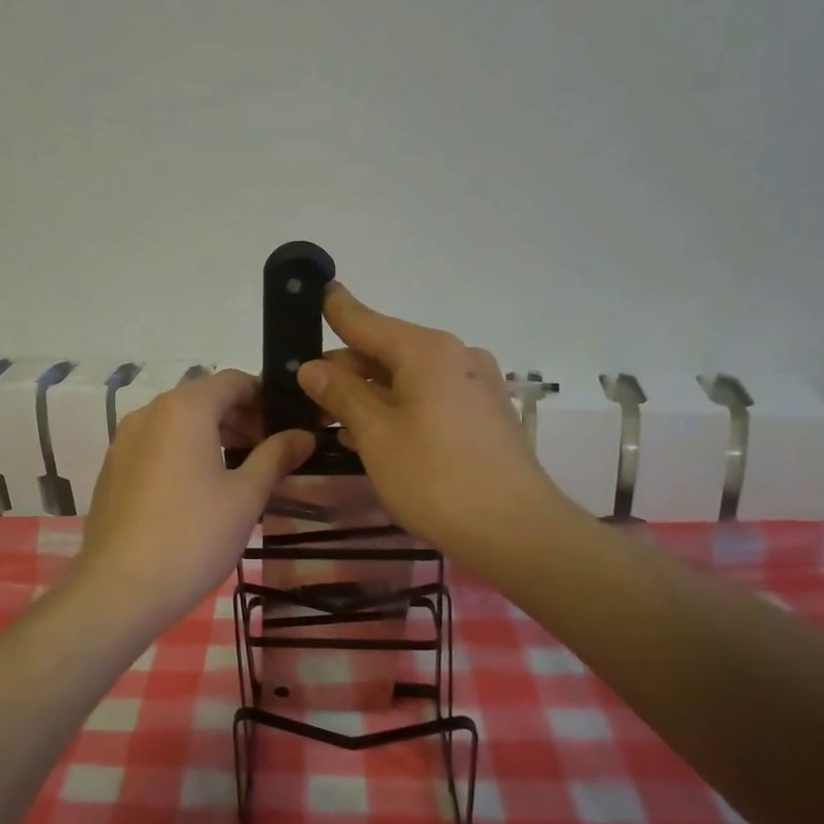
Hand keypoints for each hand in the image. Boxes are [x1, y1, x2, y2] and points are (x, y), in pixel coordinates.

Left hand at [75, 370, 314, 622]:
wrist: (118, 589)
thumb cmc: (192, 537)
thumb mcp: (245, 496)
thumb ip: (275, 457)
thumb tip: (303, 435)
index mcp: (184, 409)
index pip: (233, 380)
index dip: (266, 396)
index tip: (289, 424)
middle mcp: (149, 413)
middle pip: (204, 399)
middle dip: (241, 418)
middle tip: (273, 452)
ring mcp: (124, 440)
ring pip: (178, 423)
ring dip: (213, 435)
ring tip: (243, 471)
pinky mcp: (113, 469)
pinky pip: (157, 445)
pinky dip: (184, 452)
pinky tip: (201, 490)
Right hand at [297, 284, 577, 570]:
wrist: (518, 531)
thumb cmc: (436, 478)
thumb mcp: (376, 435)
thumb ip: (342, 394)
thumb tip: (312, 367)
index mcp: (427, 351)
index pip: (366, 320)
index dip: (335, 309)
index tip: (315, 292)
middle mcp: (455, 356)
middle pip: (386, 351)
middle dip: (344, 369)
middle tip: (304, 391)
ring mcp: (475, 385)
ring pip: (407, 378)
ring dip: (368, 394)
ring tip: (329, 418)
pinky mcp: (484, 414)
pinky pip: (429, 398)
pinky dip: (397, 409)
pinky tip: (371, 435)